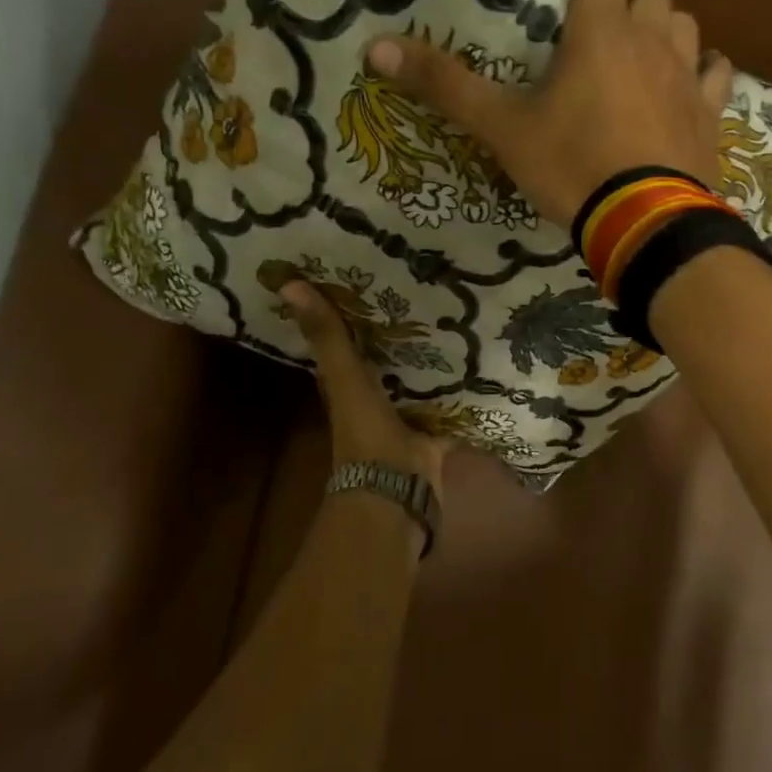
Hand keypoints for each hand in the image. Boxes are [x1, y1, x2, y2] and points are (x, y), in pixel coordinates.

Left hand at [280, 279, 450, 496]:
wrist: (397, 494)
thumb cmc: (367, 435)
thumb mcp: (347, 380)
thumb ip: (328, 338)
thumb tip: (287, 284)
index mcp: (350, 385)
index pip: (350, 342)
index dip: (355, 313)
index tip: (374, 278)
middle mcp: (377, 398)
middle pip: (390, 360)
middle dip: (406, 333)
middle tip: (430, 292)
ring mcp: (408, 418)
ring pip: (421, 381)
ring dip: (435, 359)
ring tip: (462, 319)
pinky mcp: (436, 433)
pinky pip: (451, 405)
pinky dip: (462, 390)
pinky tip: (484, 365)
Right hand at [365, 0, 735, 229]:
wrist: (644, 224)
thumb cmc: (571, 167)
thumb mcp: (502, 129)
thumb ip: (445, 85)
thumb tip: (374, 46)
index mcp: (600, 28)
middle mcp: (652, 36)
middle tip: (598, 24)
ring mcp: (688, 73)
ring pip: (685, 22)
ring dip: (664, 26)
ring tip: (639, 54)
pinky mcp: (710, 111)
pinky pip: (717, 71)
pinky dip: (703, 69)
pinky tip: (687, 85)